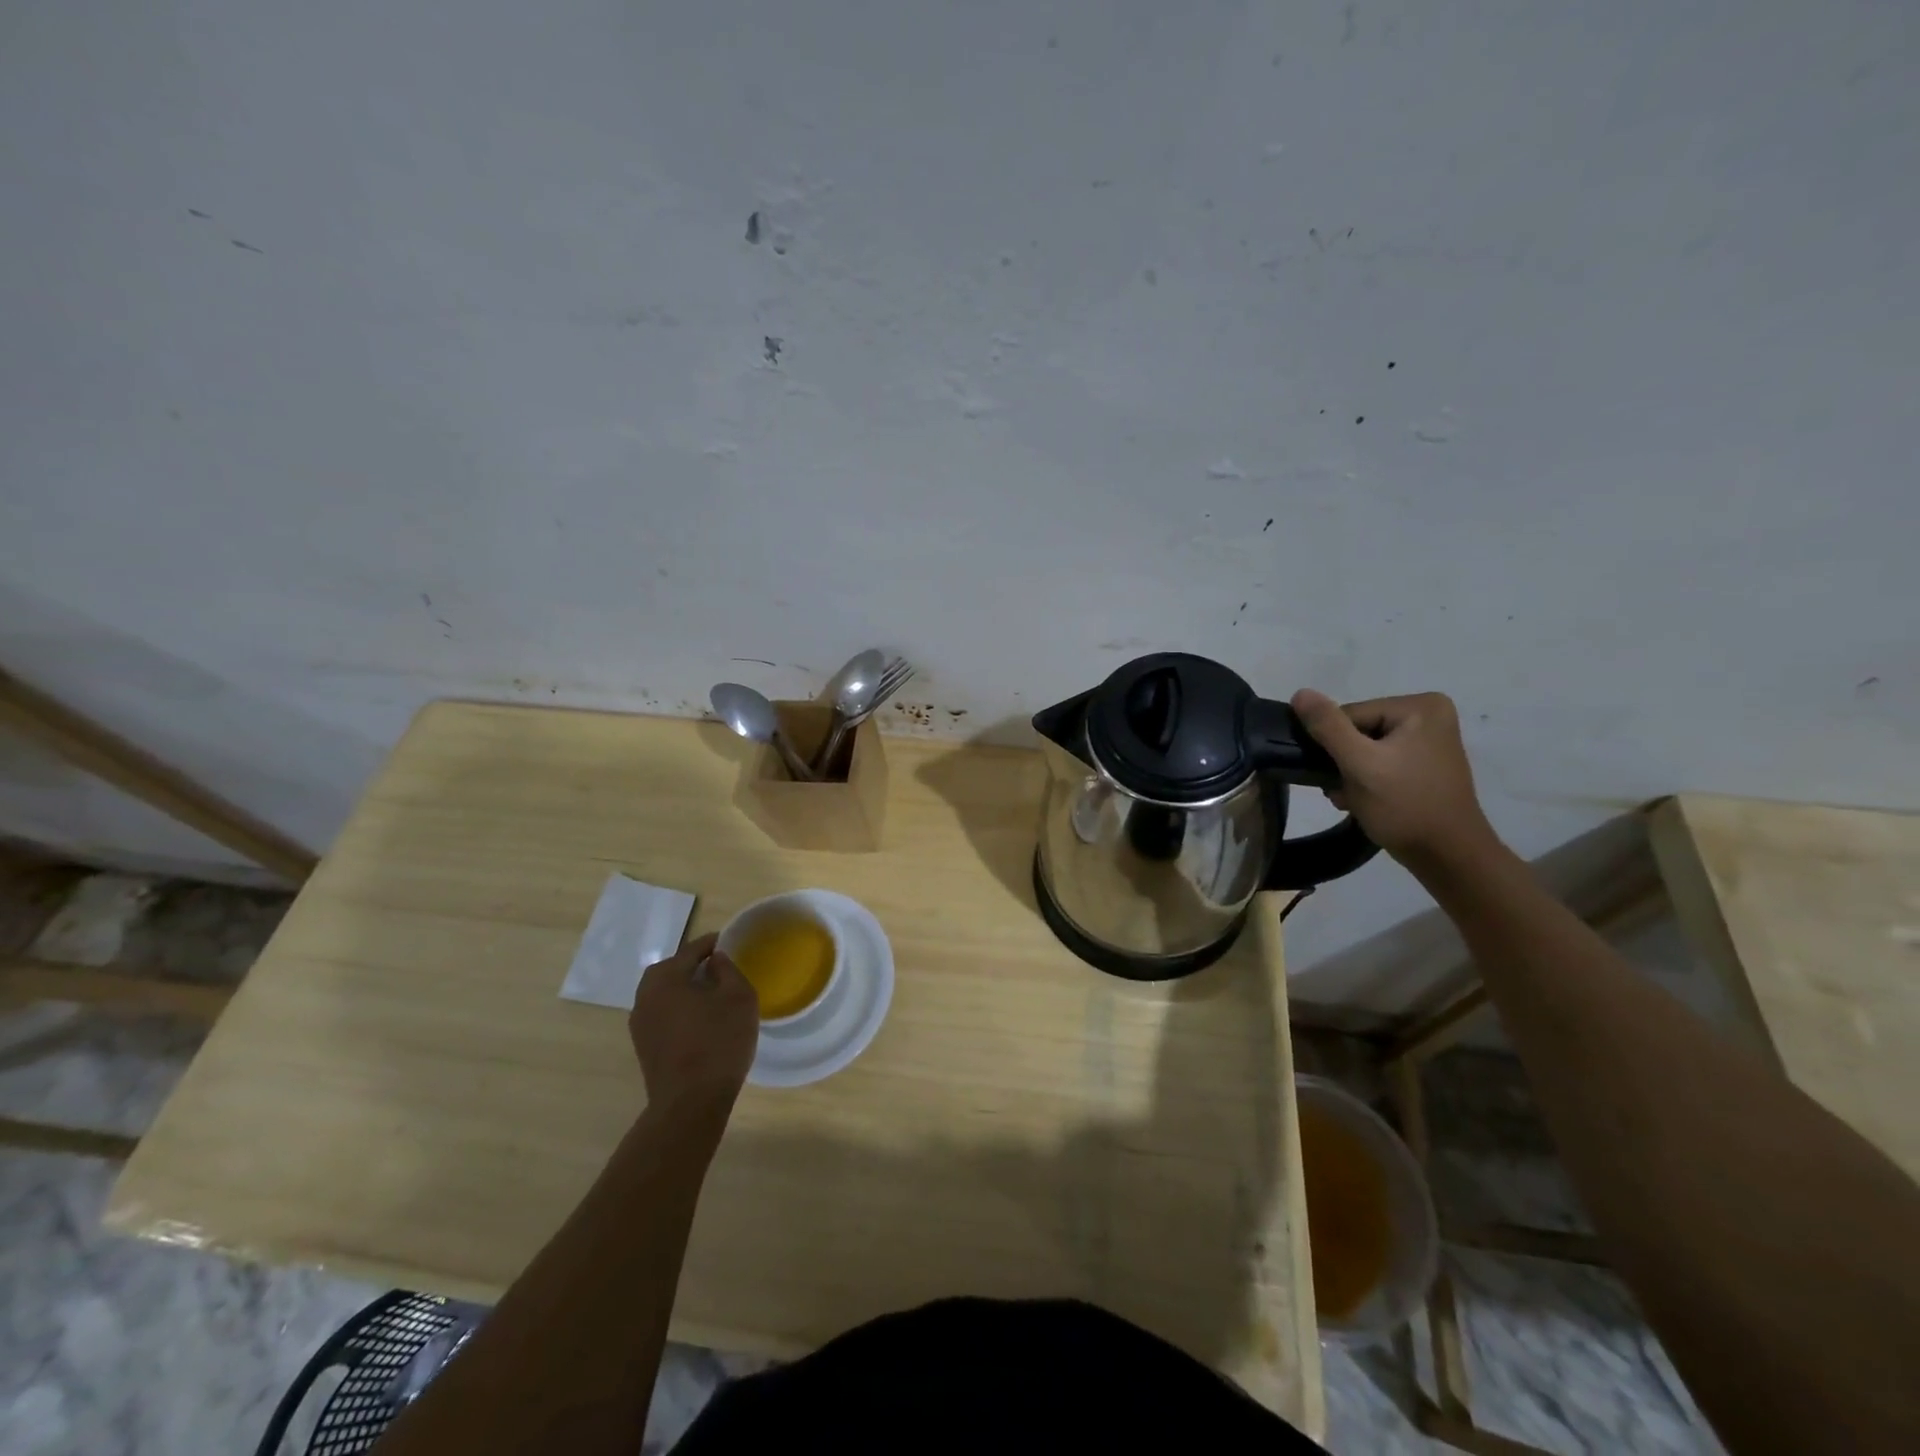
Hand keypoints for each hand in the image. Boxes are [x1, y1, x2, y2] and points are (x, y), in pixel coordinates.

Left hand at [629, 933, 758, 1117]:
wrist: (690, 1103)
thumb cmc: (719, 1041)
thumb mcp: (738, 997)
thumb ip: (728, 969)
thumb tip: (715, 960)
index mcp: (665, 977)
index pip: (692, 949)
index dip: (713, 944)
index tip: (730, 942)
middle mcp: (645, 995)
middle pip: (672, 970)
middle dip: (694, 966)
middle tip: (721, 969)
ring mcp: (640, 1023)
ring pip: (665, 994)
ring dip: (685, 989)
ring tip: (712, 995)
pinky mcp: (644, 1046)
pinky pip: (663, 1015)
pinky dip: (679, 1010)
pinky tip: (700, 1021)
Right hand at [1289, 689, 1499, 866]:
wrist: (1448, 857)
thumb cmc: (1405, 806)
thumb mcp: (1360, 764)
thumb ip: (1328, 727)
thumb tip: (1299, 693)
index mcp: (1420, 706)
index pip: (1350, 715)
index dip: (1335, 746)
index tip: (1338, 776)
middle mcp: (1429, 715)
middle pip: (1357, 731)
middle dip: (1343, 763)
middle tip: (1344, 792)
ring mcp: (1428, 740)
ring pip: (1364, 749)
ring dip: (1349, 775)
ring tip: (1353, 799)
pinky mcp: (1423, 763)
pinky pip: (1379, 762)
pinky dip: (1366, 781)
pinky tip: (1364, 801)